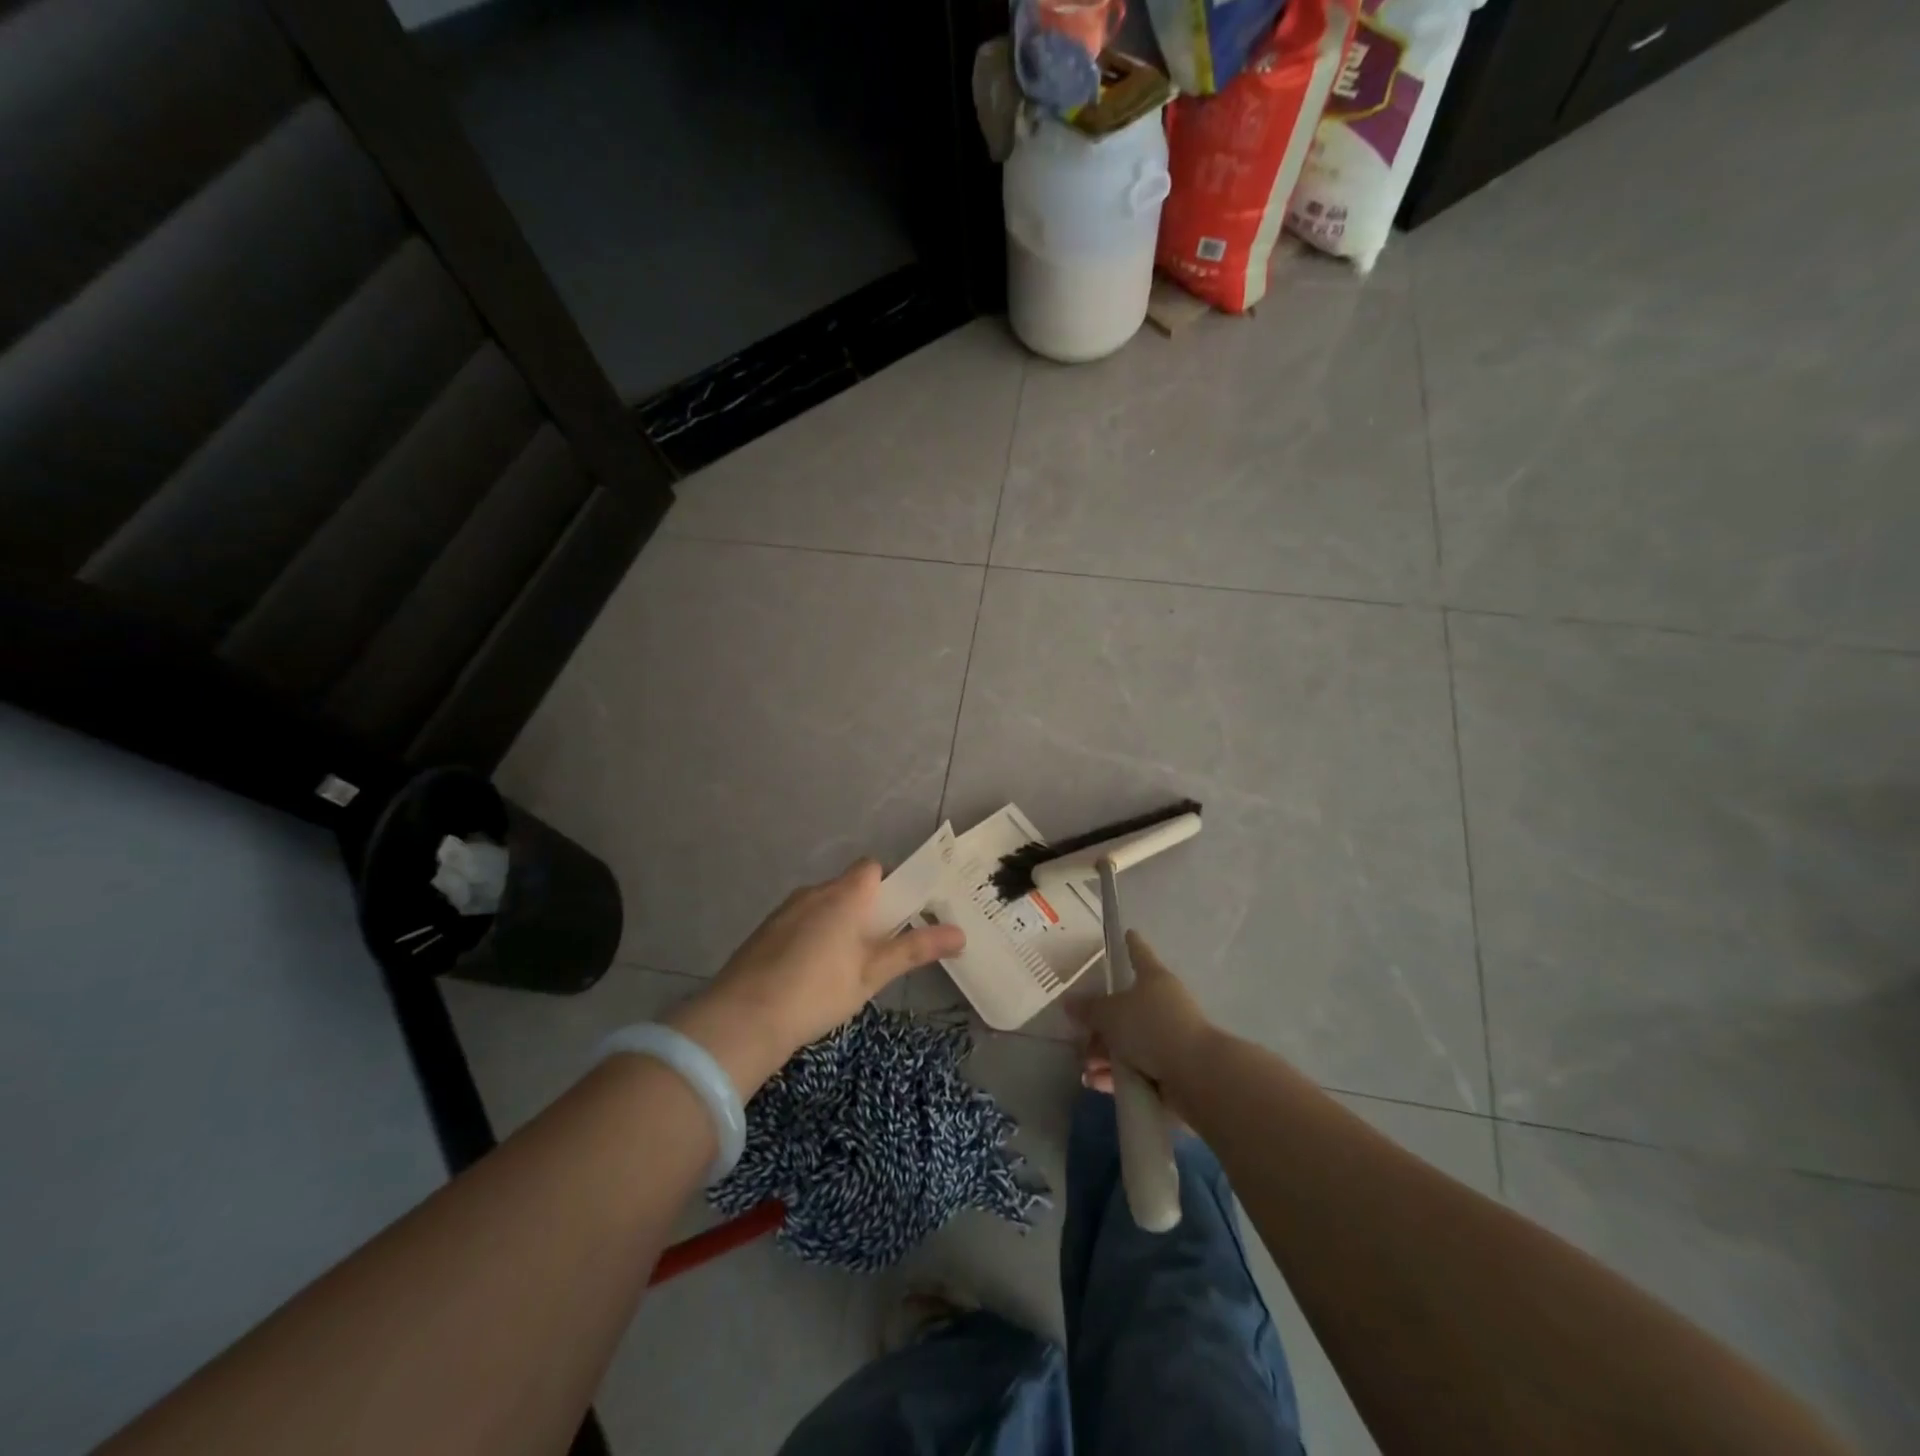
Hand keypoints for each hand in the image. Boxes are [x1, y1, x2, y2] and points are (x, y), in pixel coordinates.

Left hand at [669, 860, 963, 1092]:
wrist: (741, 1020)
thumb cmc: (817, 992)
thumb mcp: (872, 974)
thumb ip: (914, 949)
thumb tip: (960, 933)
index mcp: (844, 895)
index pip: (873, 868)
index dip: (890, 886)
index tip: (899, 918)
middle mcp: (813, 892)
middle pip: (848, 888)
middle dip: (866, 911)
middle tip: (877, 951)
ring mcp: (784, 911)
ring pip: (822, 906)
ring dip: (837, 925)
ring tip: (844, 969)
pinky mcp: (764, 932)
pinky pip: (799, 923)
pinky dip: (811, 938)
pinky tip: (809, 976)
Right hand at [1069, 930, 1214, 1098]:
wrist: (1196, 1075)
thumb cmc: (1152, 1028)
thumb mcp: (1111, 1015)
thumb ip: (1089, 1009)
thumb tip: (1070, 1002)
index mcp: (1153, 978)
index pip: (1139, 953)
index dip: (1131, 943)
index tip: (1128, 932)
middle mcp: (1163, 1003)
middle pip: (1126, 1006)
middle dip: (1100, 1025)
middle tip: (1080, 1037)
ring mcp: (1169, 1036)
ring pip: (1129, 1040)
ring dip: (1105, 1055)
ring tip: (1087, 1069)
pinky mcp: (1171, 1067)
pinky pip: (1137, 1067)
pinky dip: (1117, 1074)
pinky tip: (1097, 1084)